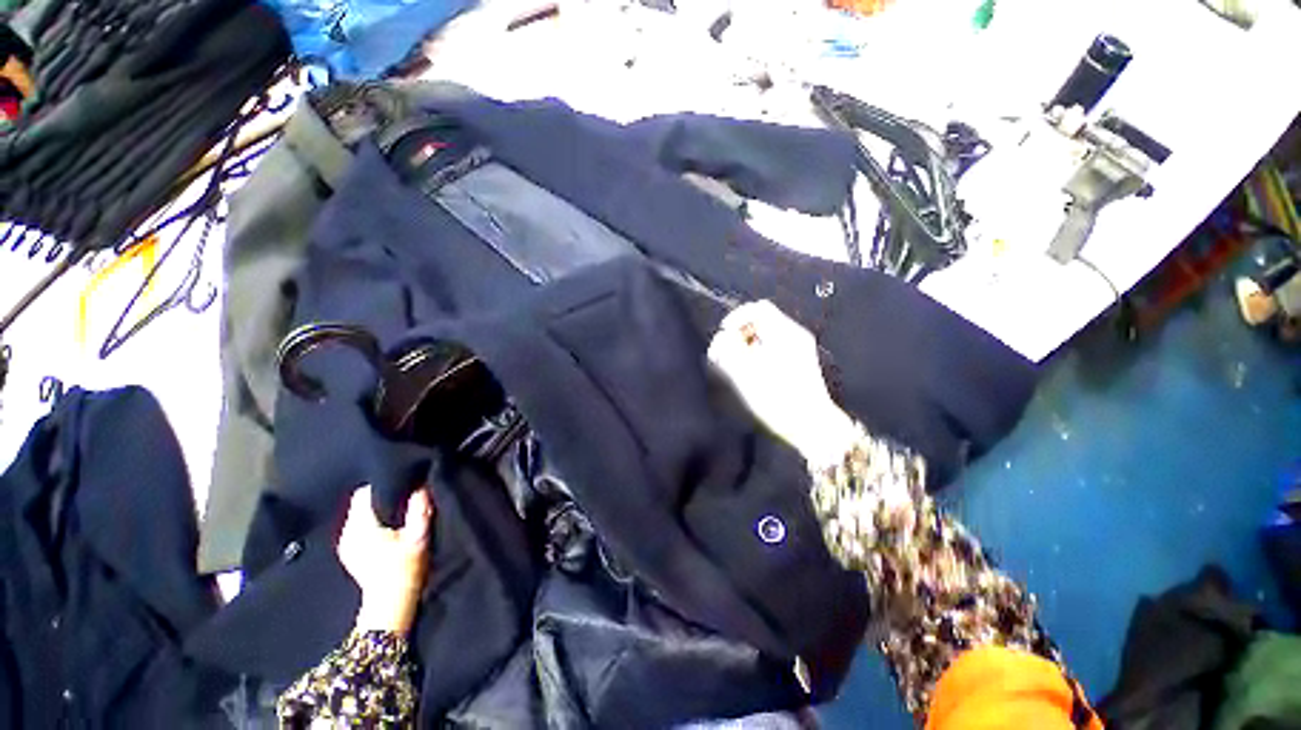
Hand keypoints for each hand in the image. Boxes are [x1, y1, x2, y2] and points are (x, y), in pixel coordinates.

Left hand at [338, 486, 432, 634]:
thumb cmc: (405, 568)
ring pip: (360, 514)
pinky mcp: (349, 552)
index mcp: (360, 527)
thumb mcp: (418, 537)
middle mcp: (347, 533)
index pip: (364, 493)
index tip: (401, 483)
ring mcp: (345, 544)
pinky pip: (358, 527)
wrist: (391, 603)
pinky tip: (387, 528)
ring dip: (377, 510)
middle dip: (382, 496)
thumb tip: (420, 486)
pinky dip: (372, 522)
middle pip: (361, 503)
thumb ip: (419, 510)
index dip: (383, 484)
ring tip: (398, 511)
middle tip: (404, 496)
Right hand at [708, 301, 858, 466]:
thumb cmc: (777, 399)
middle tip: (726, 354)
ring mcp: (798, 350)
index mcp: (784, 333)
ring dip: (746, 347)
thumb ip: (728, 349)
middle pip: (760, 322)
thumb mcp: (745, 373)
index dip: (736, 318)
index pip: (758, 309)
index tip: (724, 334)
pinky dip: (757, 356)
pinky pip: (771, 350)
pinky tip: (750, 374)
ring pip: (765, 337)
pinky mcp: (798, 364)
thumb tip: (722, 337)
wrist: (812, 426)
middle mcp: (794, 336)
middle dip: (739, 335)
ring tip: (735, 366)